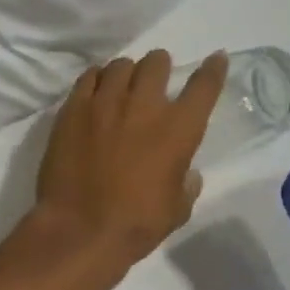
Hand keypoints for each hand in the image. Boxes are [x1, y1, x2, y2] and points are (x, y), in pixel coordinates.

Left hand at [32, 50, 227, 269]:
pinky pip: (88, 77)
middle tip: (156, 77)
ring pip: (120, 65)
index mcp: (178, 130)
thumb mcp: (176, 210)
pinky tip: (96, 90)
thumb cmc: (135, 225)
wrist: (80, 230)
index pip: (203, 87)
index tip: (216, 58)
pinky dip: (97, 79)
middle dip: (160, 66)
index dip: (213, 69)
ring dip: (127, 72)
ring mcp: (105, 103)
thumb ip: (186, 186)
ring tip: (123, 84)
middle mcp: (144, 106)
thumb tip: (188, 174)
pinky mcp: (73, 109)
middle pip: (156, 63)